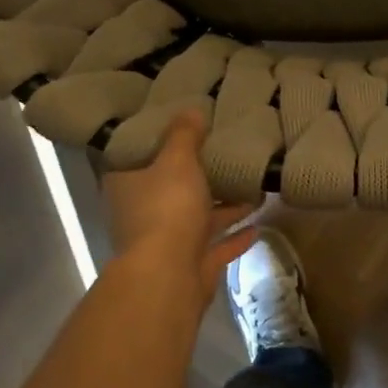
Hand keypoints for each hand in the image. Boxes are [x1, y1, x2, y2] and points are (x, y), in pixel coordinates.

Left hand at [102, 112, 259, 301]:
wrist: (168, 278)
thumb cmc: (166, 209)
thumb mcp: (176, 161)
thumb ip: (184, 136)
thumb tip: (191, 109)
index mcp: (129, 186)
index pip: (137, 158)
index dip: (156, 143)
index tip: (181, 128)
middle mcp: (143, 214)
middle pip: (171, 189)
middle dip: (198, 176)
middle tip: (224, 155)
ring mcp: (167, 243)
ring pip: (198, 218)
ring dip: (224, 207)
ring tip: (252, 186)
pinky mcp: (191, 266)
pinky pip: (217, 246)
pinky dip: (235, 238)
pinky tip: (258, 226)